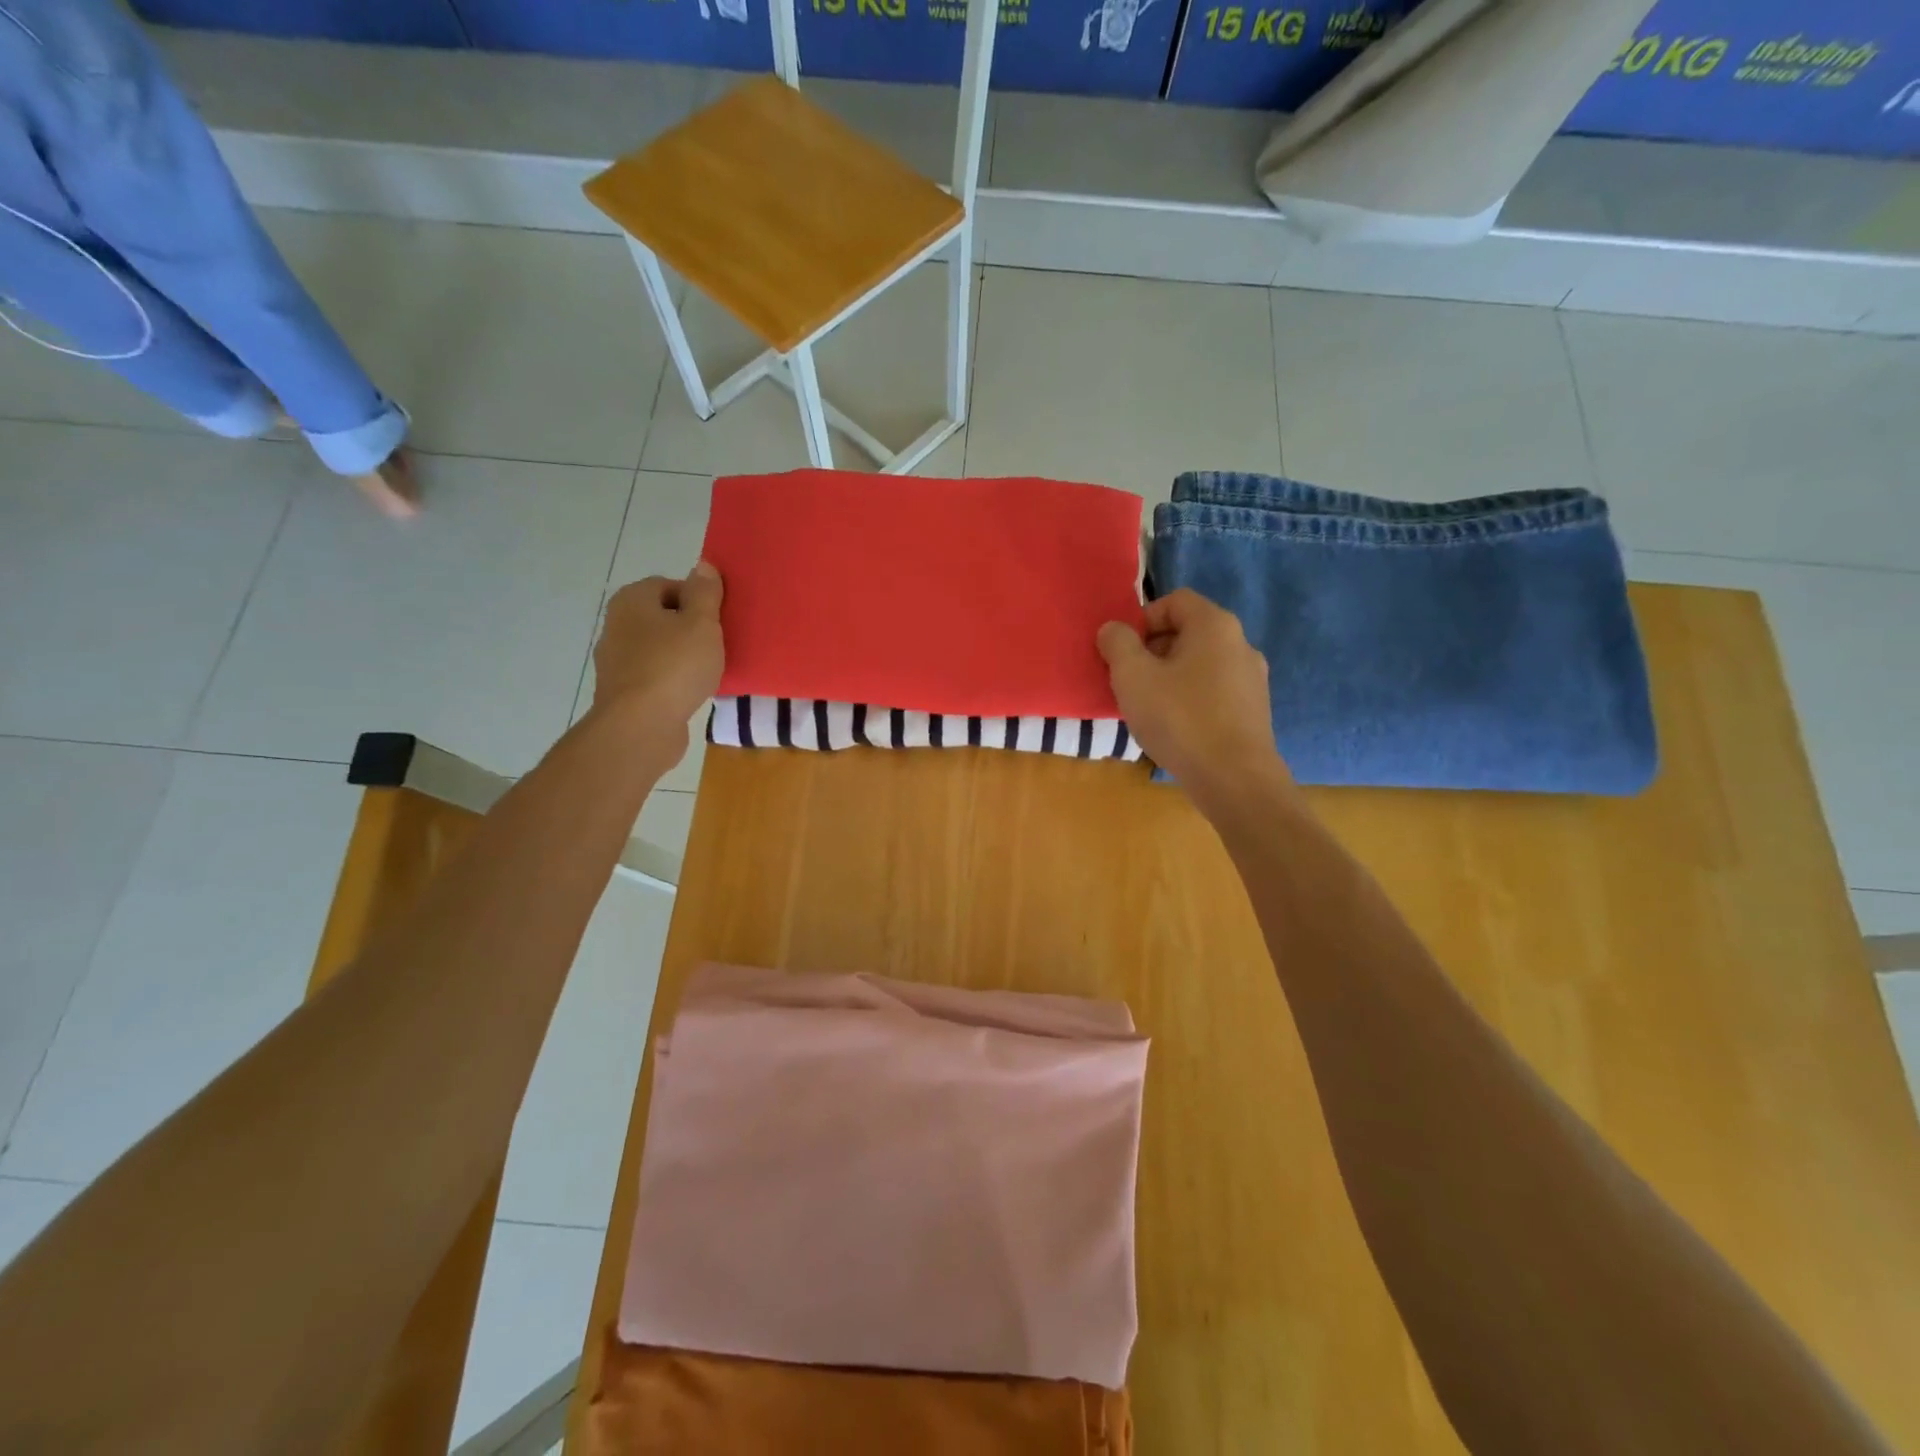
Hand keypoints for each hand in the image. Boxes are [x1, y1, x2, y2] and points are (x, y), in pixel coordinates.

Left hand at [590, 565, 724, 754]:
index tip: (718, 621)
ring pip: (659, 648)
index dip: (698, 600)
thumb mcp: (702, 623)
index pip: (671, 585)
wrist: (641, 726)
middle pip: (663, 617)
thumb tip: (703, 565)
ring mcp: (616, 661)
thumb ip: (705, 593)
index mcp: (632, 600)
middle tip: (717, 645)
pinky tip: (691, 693)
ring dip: (682, 657)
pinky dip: (672, 681)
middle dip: (690, 629)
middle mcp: (617, 625)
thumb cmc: (674, 666)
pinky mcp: (623, 692)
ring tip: (708, 672)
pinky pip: (655, 676)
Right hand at [1097, 589, 1286, 799]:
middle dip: (1152, 651)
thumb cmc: (1179, 718)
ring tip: (1149, 708)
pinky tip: (1175, 728)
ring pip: (1199, 665)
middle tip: (1129, 681)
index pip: (1174, 601)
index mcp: (1214, 625)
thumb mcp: (1132, 676)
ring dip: (1169, 677)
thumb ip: (1117, 644)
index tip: (1123, 652)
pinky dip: (1190, 699)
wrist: (1234, 779)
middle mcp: (1241, 643)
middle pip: (1187, 632)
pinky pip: (1213, 691)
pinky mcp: (1254, 711)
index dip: (1142, 619)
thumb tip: (1113, 629)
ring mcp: (1252, 679)